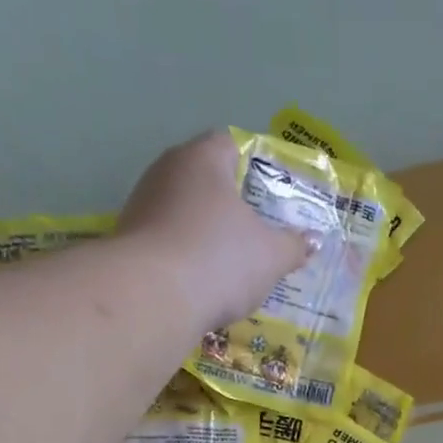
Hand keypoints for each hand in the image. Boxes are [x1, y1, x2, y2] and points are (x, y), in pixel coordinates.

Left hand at [118, 131, 311, 332]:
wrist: (151, 299)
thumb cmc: (219, 260)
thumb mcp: (270, 256)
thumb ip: (294, 245)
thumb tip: (313, 240)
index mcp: (202, 159)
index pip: (230, 144)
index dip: (254, 165)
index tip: (272, 194)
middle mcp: (165, 172)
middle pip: (204, 180)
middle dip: (230, 204)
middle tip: (258, 230)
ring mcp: (141, 206)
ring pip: (183, 213)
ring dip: (206, 233)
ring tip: (232, 262)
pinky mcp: (128, 243)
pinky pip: (168, 242)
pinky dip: (185, 257)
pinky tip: (202, 282)